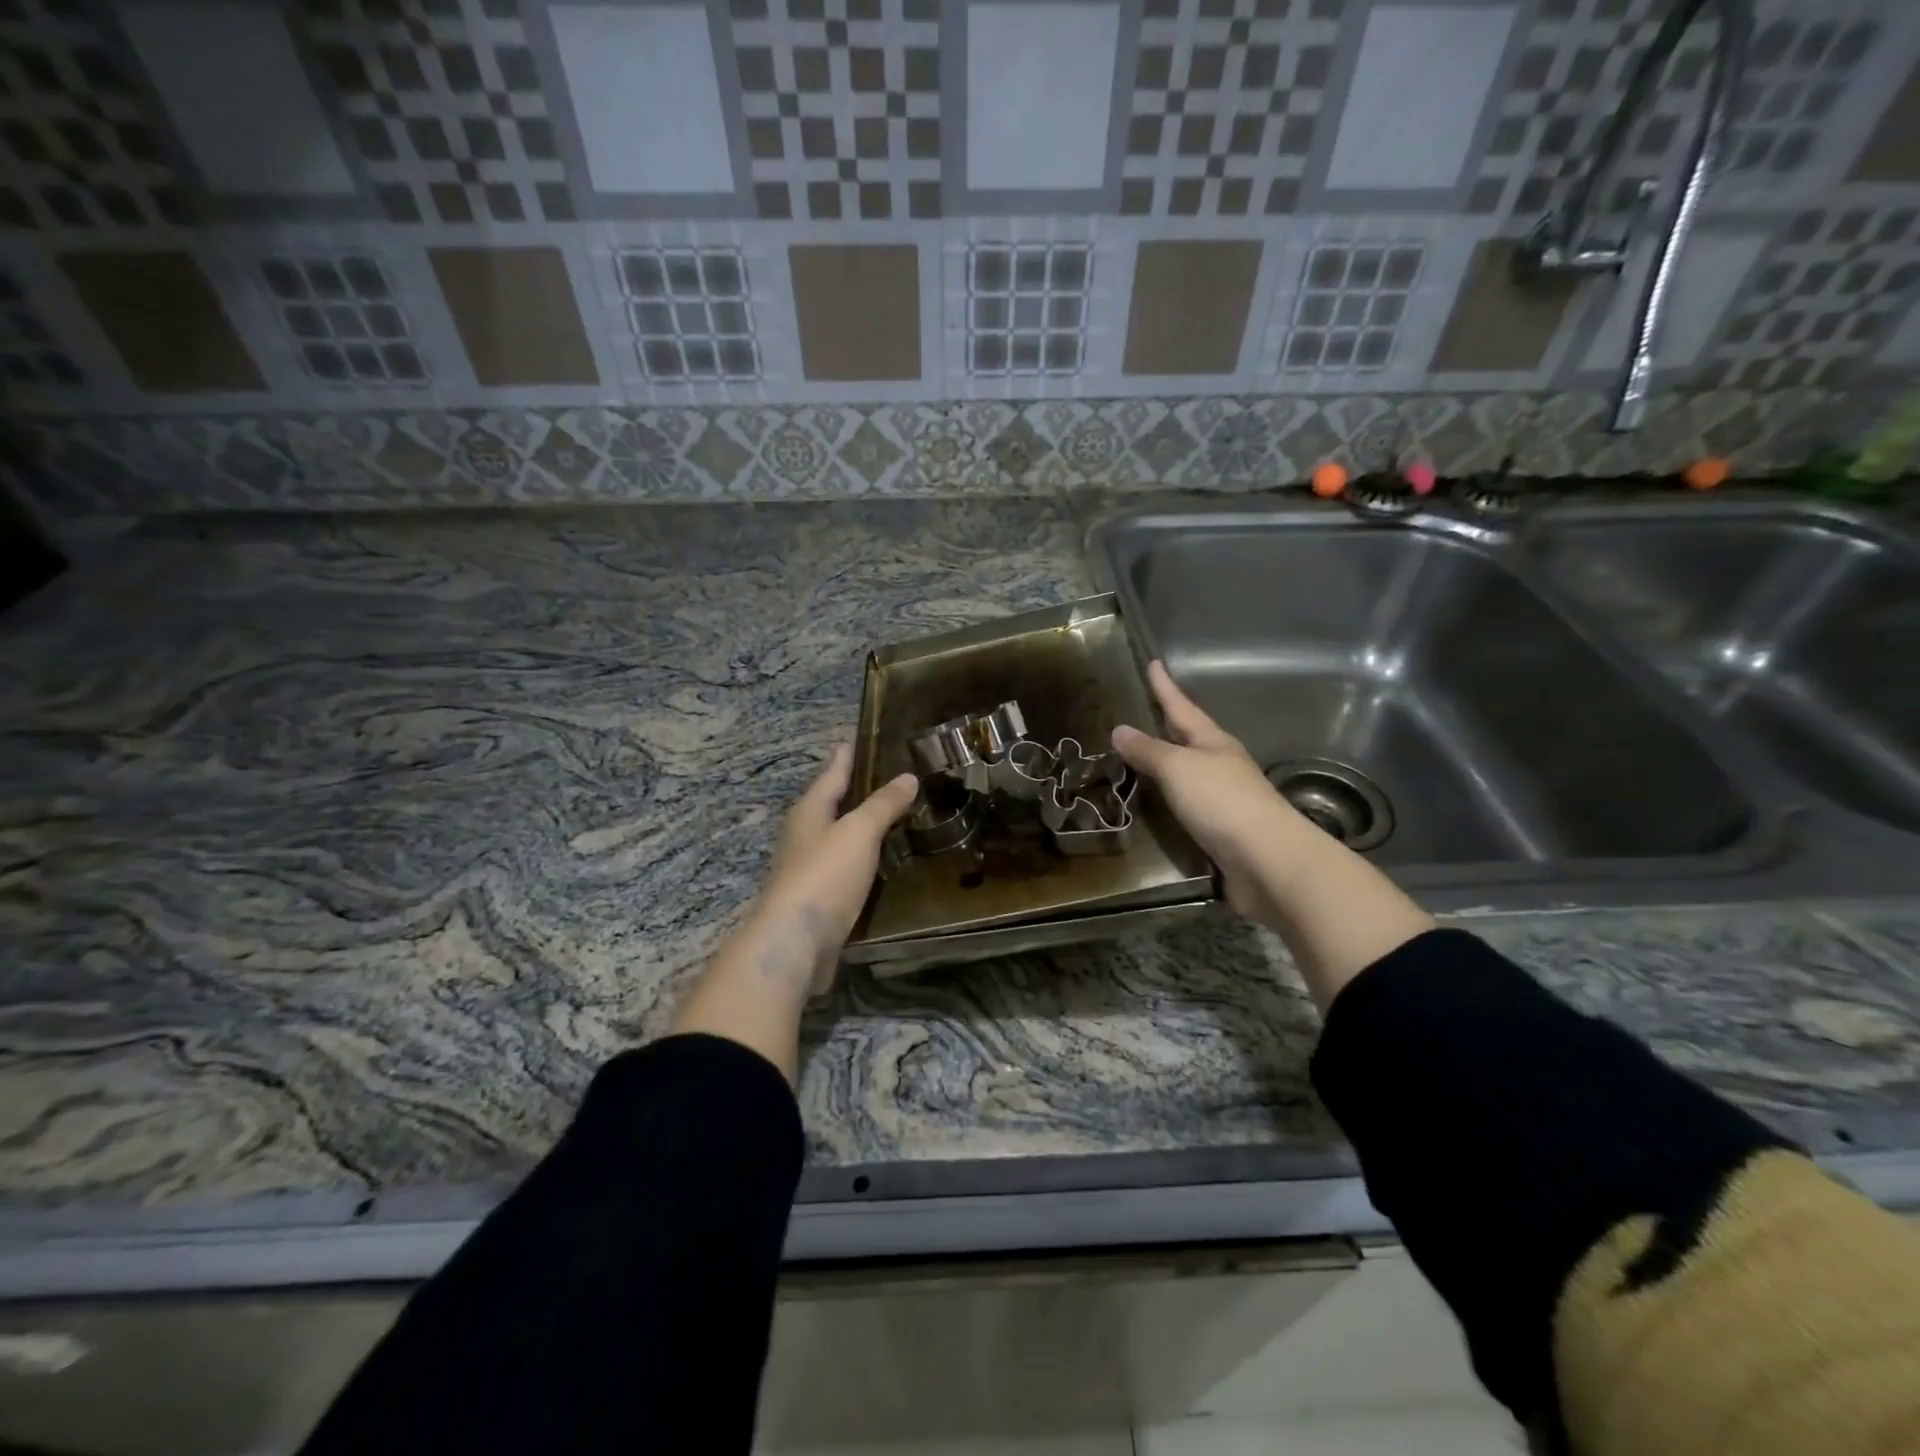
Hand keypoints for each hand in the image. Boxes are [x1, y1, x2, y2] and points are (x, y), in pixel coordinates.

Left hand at [745, 744, 918, 992]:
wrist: (795, 942)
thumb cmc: (824, 875)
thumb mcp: (858, 832)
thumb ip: (883, 805)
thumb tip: (907, 777)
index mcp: (810, 811)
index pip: (832, 774)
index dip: (845, 757)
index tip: (853, 738)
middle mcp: (805, 835)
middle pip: (832, 805)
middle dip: (855, 791)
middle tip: (887, 776)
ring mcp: (810, 869)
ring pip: (840, 837)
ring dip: (862, 826)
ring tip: (893, 815)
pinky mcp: (821, 899)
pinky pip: (847, 867)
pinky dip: (865, 858)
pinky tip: (884, 861)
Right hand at [1111, 661, 1310, 925]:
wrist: (1266, 861)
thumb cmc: (1221, 801)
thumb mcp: (1178, 768)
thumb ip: (1148, 750)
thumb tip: (1120, 729)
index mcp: (1214, 743)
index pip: (1182, 707)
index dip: (1165, 687)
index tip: (1154, 662)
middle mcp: (1221, 766)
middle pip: (1190, 738)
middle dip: (1168, 725)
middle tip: (1144, 711)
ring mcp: (1224, 800)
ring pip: (1189, 774)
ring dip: (1167, 765)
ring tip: (1141, 758)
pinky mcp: (1221, 832)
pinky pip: (1188, 807)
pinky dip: (1170, 801)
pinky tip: (1157, 806)